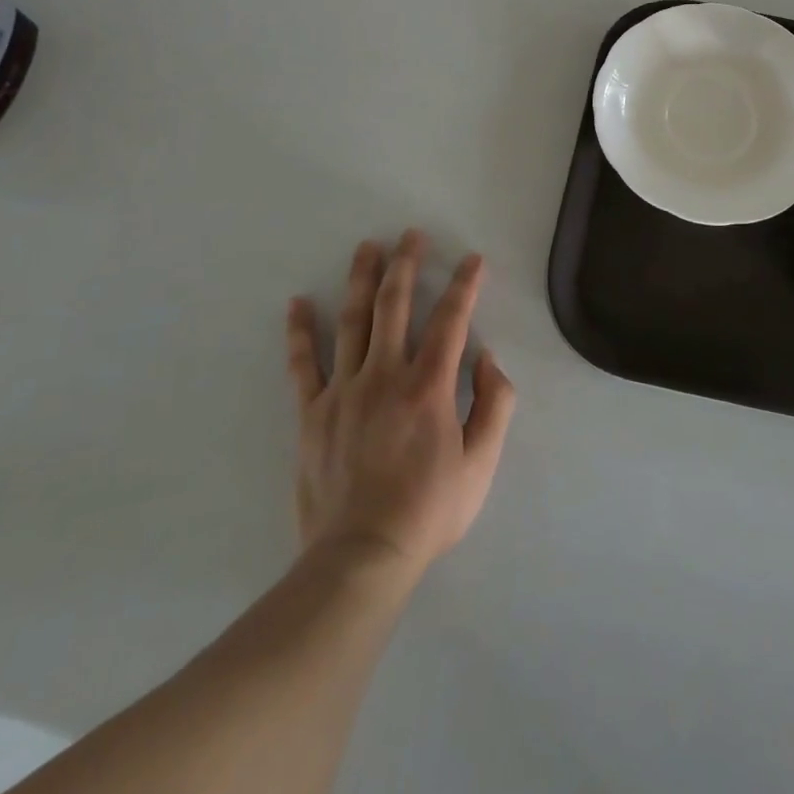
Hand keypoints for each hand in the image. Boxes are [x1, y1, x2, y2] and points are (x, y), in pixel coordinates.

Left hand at [287, 231, 515, 577]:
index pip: (451, 320)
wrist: (360, 558)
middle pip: (395, 306)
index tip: (472, 259)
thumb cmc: (428, 511)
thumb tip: (488, 359)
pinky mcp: (313, 413)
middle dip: (406, 265)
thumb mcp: (481, 465)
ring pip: (353, 322)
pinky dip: (301, 332)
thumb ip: (495, 406)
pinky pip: (304, 365)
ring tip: (366, 247)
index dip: (464, 285)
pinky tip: (298, 303)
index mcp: (428, 387)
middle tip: (410, 235)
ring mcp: (344, 391)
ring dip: (361, 280)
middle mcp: (385, 376)